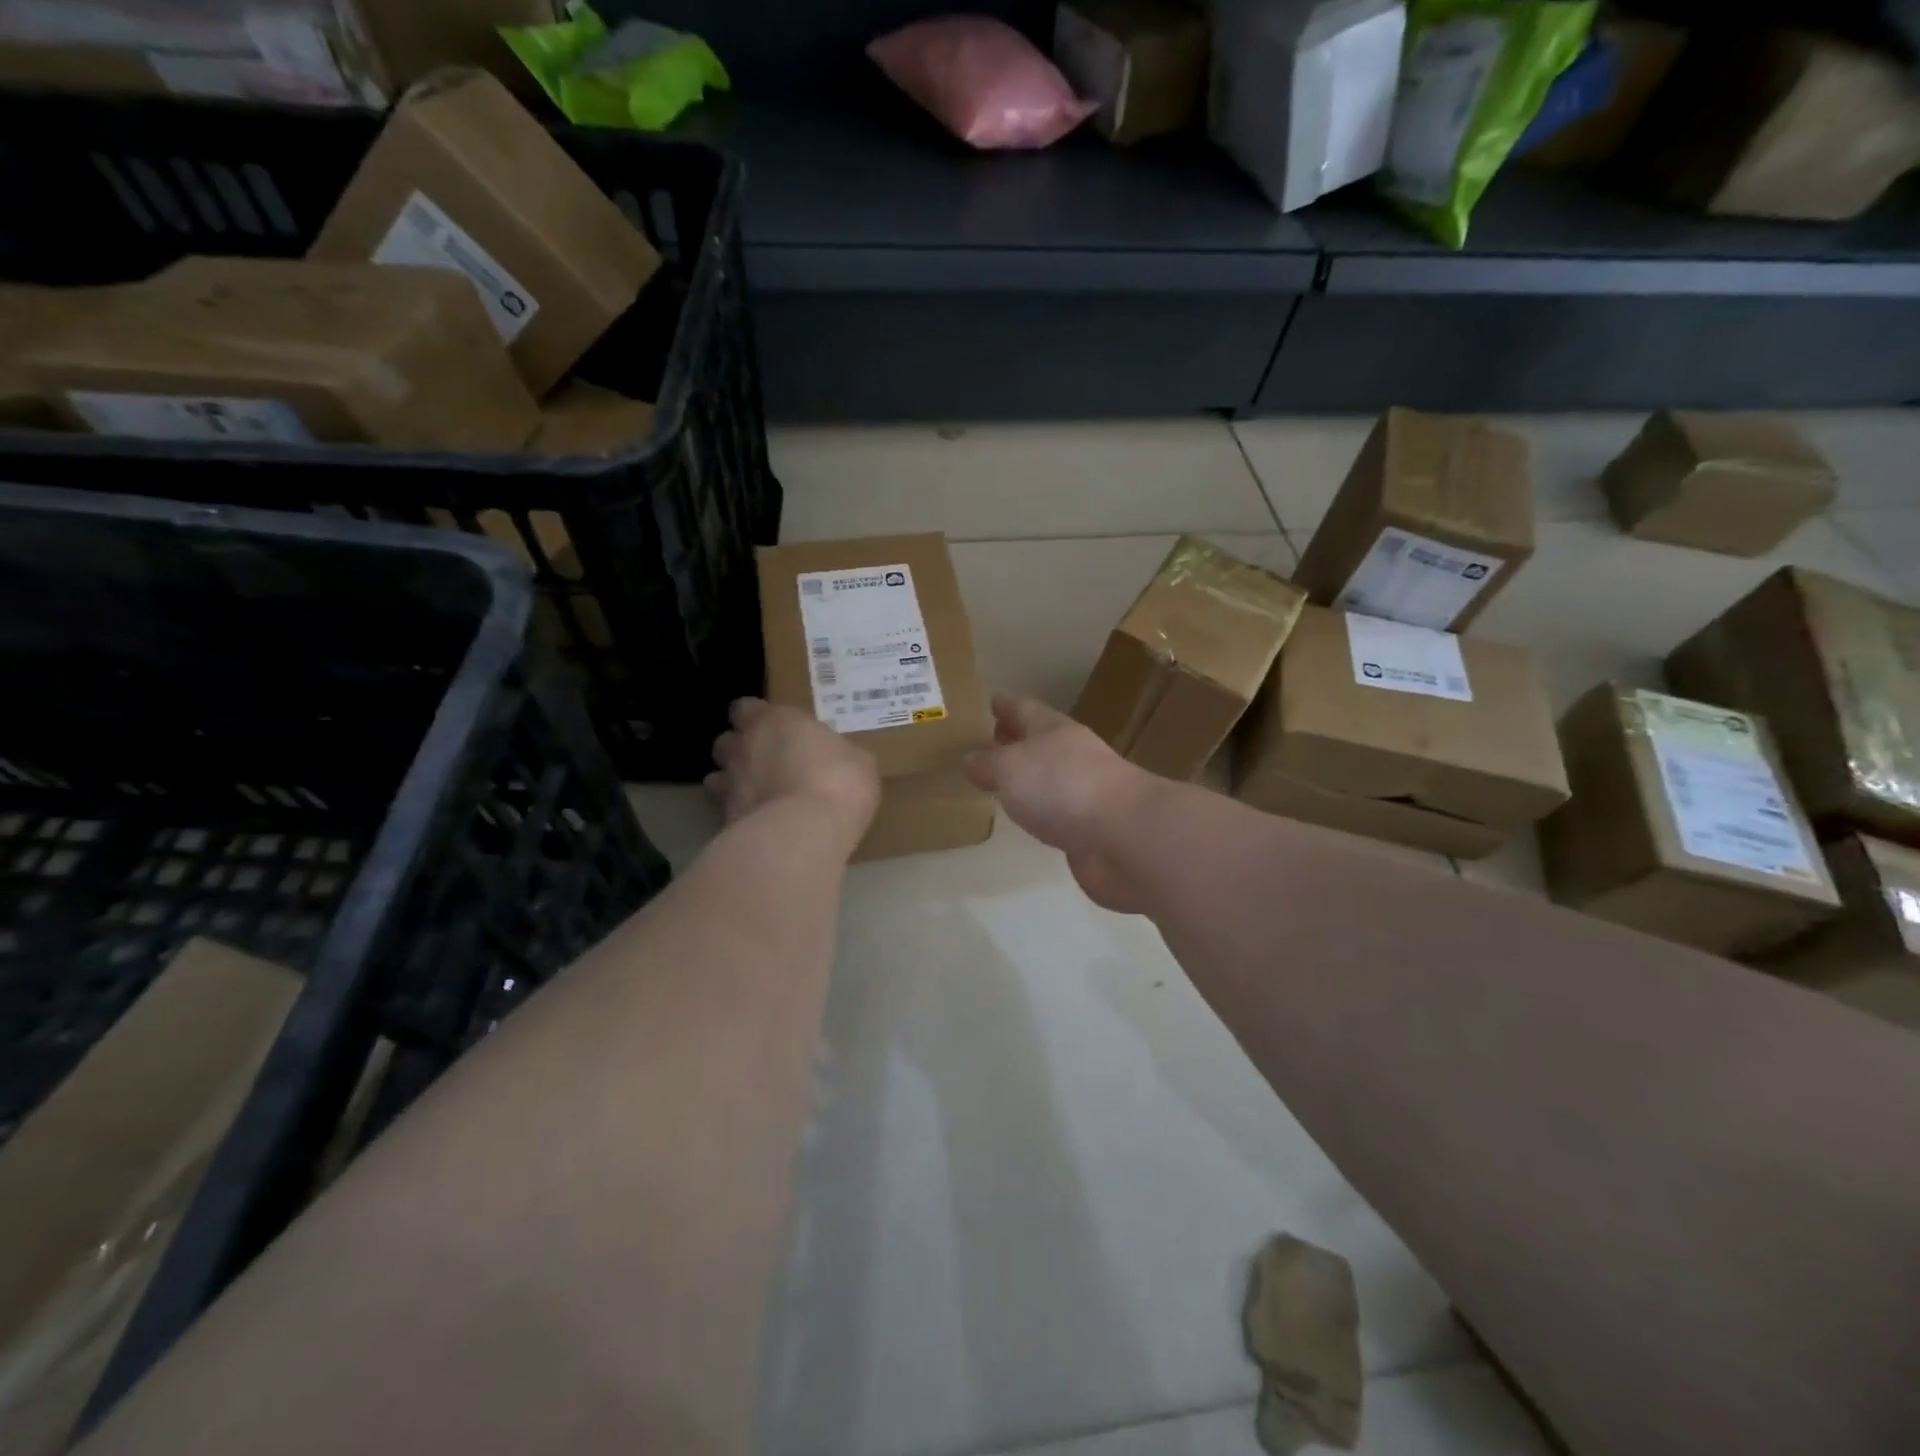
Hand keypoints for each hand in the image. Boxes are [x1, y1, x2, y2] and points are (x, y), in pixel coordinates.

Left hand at [707, 699, 879, 852]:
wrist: (805, 832)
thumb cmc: (837, 782)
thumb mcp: (858, 761)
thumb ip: (837, 753)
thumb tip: (838, 758)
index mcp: (773, 721)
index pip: (745, 707)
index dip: (756, 717)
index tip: (775, 729)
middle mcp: (743, 747)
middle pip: (725, 741)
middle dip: (740, 750)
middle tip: (765, 764)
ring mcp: (728, 785)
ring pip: (716, 778)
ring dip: (731, 783)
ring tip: (757, 798)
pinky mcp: (724, 820)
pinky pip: (725, 813)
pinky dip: (739, 816)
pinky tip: (759, 827)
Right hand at [963, 694, 1156, 912]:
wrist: (1122, 836)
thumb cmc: (1062, 787)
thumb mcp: (1011, 768)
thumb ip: (988, 763)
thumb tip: (970, 760)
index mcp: (1054, 730)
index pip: (1025, 709)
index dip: (1007, 704)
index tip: (992, 699)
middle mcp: (1072, 755)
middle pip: (1039, 740)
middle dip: (1016, 738)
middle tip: (989, 738)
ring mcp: (1085, 791)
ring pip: (1048, 776)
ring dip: (1027, 776)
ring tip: (1000, 780)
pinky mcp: (1090, 826)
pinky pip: (1056, 811)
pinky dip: (1040, 809)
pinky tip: (1027, 816)